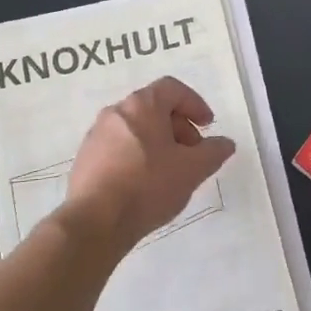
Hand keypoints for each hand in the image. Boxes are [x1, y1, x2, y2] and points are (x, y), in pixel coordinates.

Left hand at [61, 76, 235, 252]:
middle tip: (192, 153)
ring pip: (135, 129)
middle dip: (178, 127)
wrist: (94, 222)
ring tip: (170, 172)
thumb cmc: (148, 185)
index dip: (195, 104)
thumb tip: (225, 143)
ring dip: (158, 143)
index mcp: (142, 105)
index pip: (173, 89)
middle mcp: (116, 112)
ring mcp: (96, 135)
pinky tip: (145, 185)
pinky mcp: (85, 159)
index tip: (207, 126)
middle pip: (154, 108)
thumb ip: (213, 152)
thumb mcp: (192, 170)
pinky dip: (137, 157)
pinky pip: (118, 148)